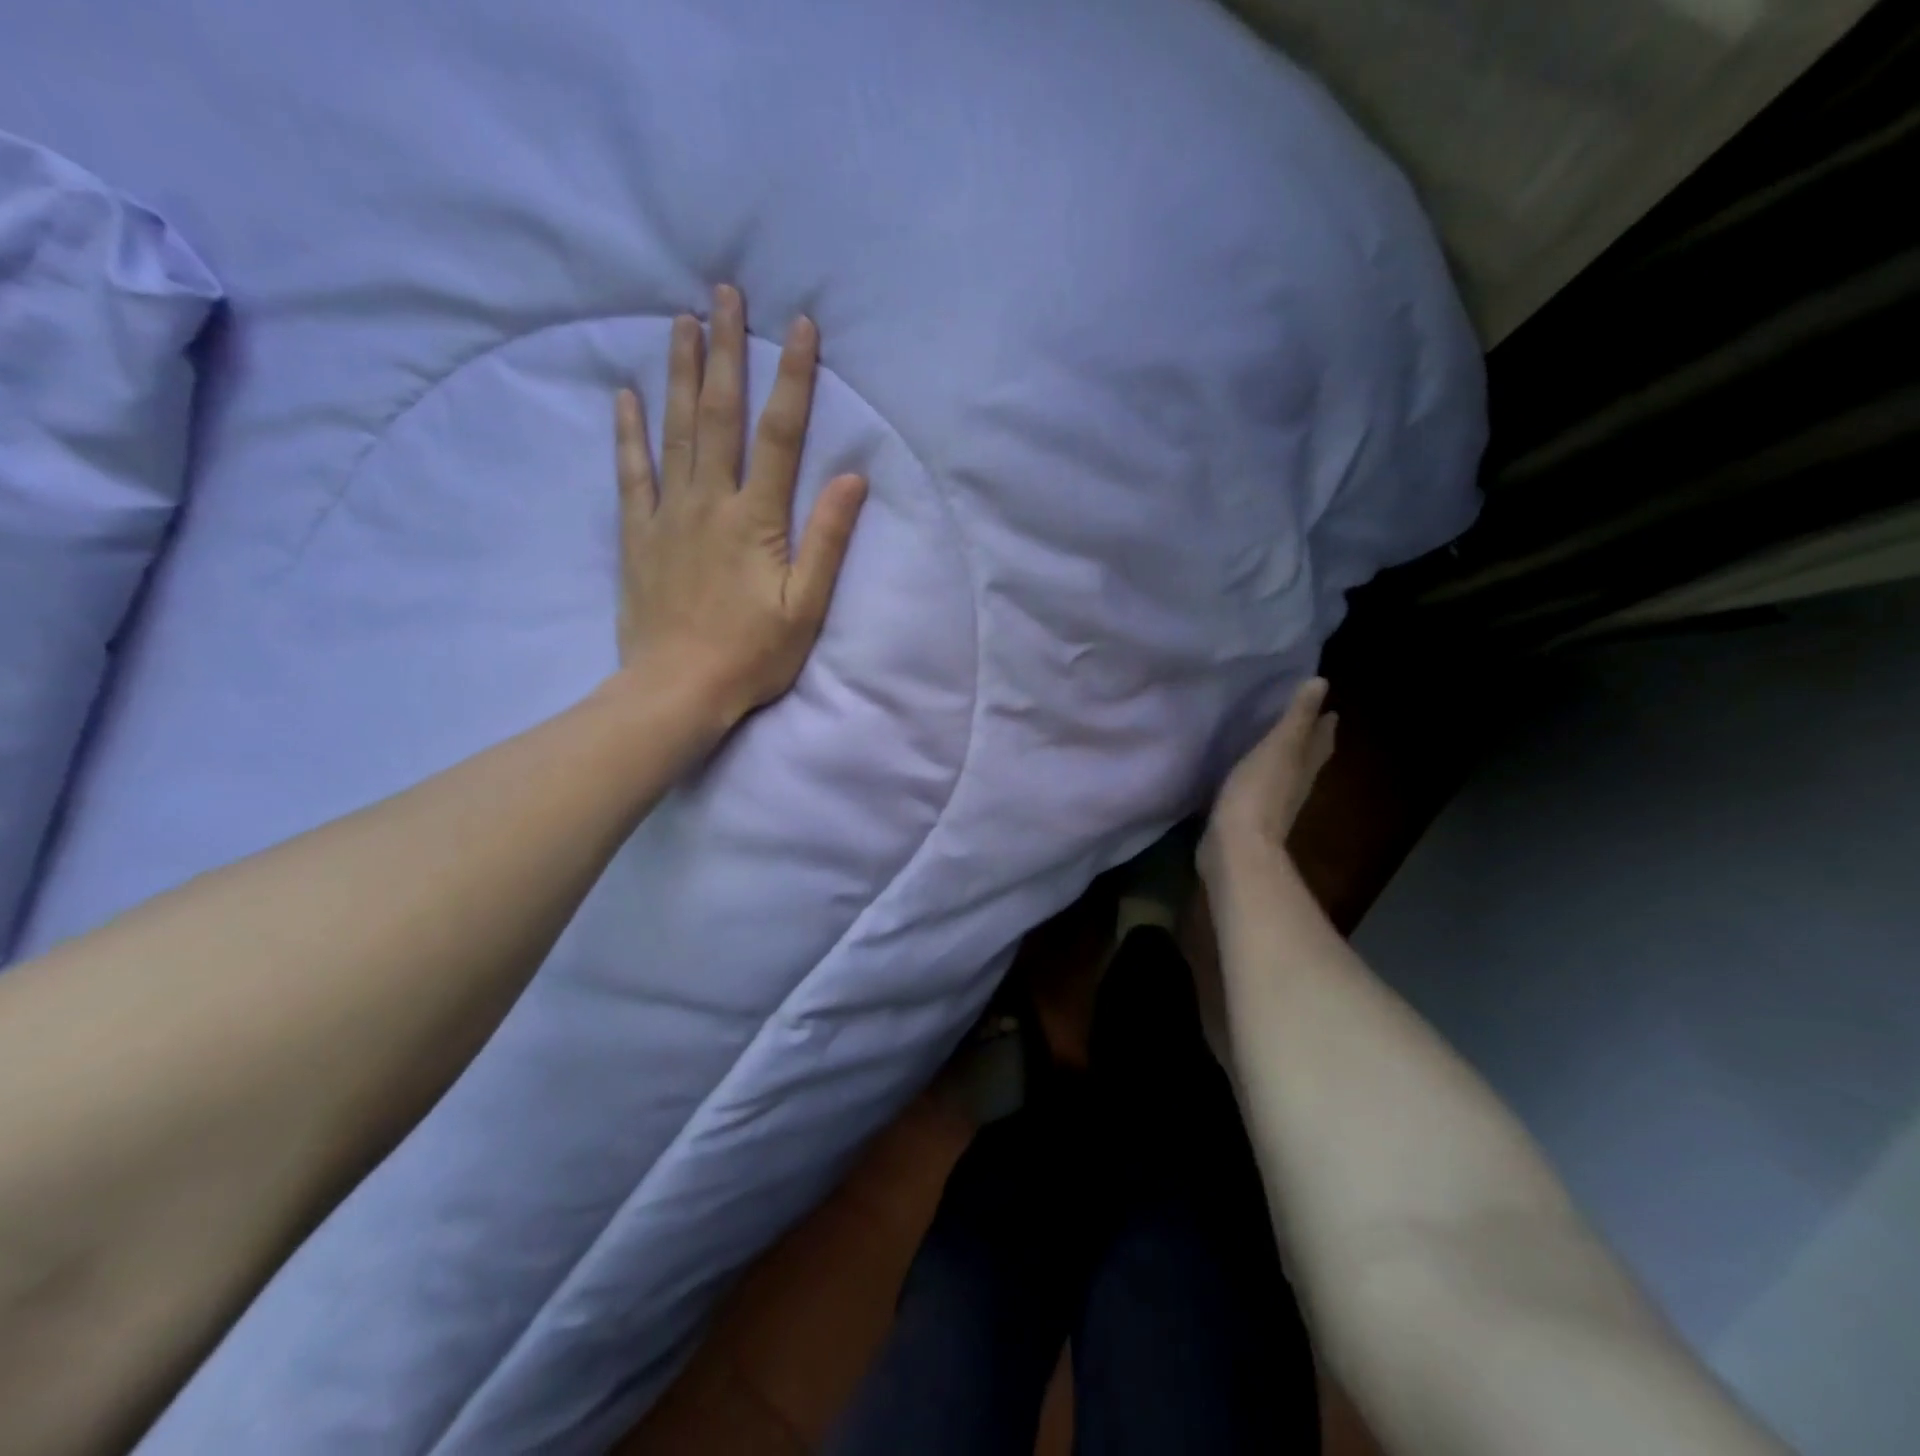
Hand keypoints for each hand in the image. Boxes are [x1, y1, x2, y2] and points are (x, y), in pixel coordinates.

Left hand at [614, 284, 867, 728]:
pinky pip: (630, 473)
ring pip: (675, 430)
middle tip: (725, 294)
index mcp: (755, 520)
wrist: (677, 689)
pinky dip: (627, 432)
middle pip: (720, 415)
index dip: (792, 379)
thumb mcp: (806, 606)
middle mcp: (709, 503)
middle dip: (727, 351)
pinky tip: (626, 395)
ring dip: (681, 373)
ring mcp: (667, 515)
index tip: (798, 327)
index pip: (779, 435)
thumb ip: (827, 540)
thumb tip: (851, 478)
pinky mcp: (637, 535)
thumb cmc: (752, 655)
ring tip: (683, 321)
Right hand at [1199, 677, 1337, 881]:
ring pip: (1285, 775)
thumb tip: (1321, 682)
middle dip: (1309, 742)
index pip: (1321, 740)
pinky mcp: (1248, 819)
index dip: (1324, 724)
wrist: (1236, 849)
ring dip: (1284, 760)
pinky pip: (1258, 790)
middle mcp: (1294, 786)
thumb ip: (1296, 717)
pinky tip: (1246, 774)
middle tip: (1305, 723)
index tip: (1329, 709)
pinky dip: (1258, 778)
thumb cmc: (1258, 793)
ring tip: (1275, 745)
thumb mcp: (1279, 747)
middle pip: (1308, 760)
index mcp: (1304, 766)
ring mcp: (1272, 805)